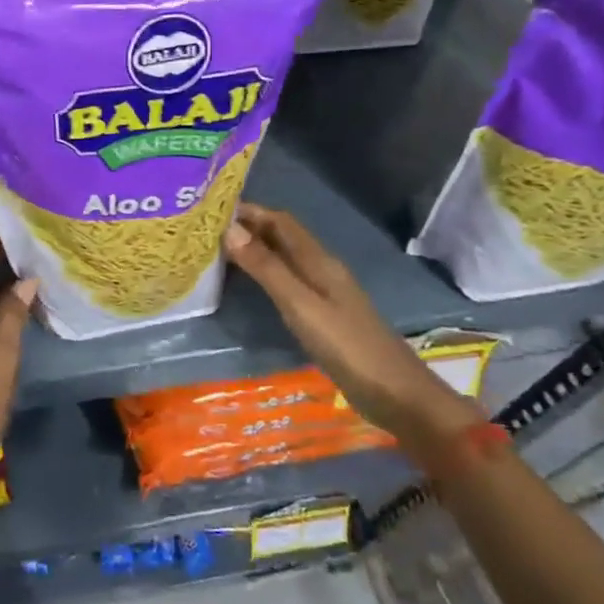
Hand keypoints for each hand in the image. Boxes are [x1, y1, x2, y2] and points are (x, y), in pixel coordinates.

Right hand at [223, 204, 480, 448]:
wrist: (398, 395)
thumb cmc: (348, 347)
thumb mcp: (301, 306)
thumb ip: (267, 268)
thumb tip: (229, 229)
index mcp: (319, 261)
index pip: (280, 221)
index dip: (249, 210)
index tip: (211, 209)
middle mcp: (321, 269)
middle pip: (282, 237)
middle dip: (248, 227)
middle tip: (206, 230)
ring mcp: (324, 293)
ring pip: (284, 259)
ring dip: (254, 251)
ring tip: (217, 253)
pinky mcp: (323, 315)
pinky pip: (287, 282)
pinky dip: (264, 274)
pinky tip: (247, 287)